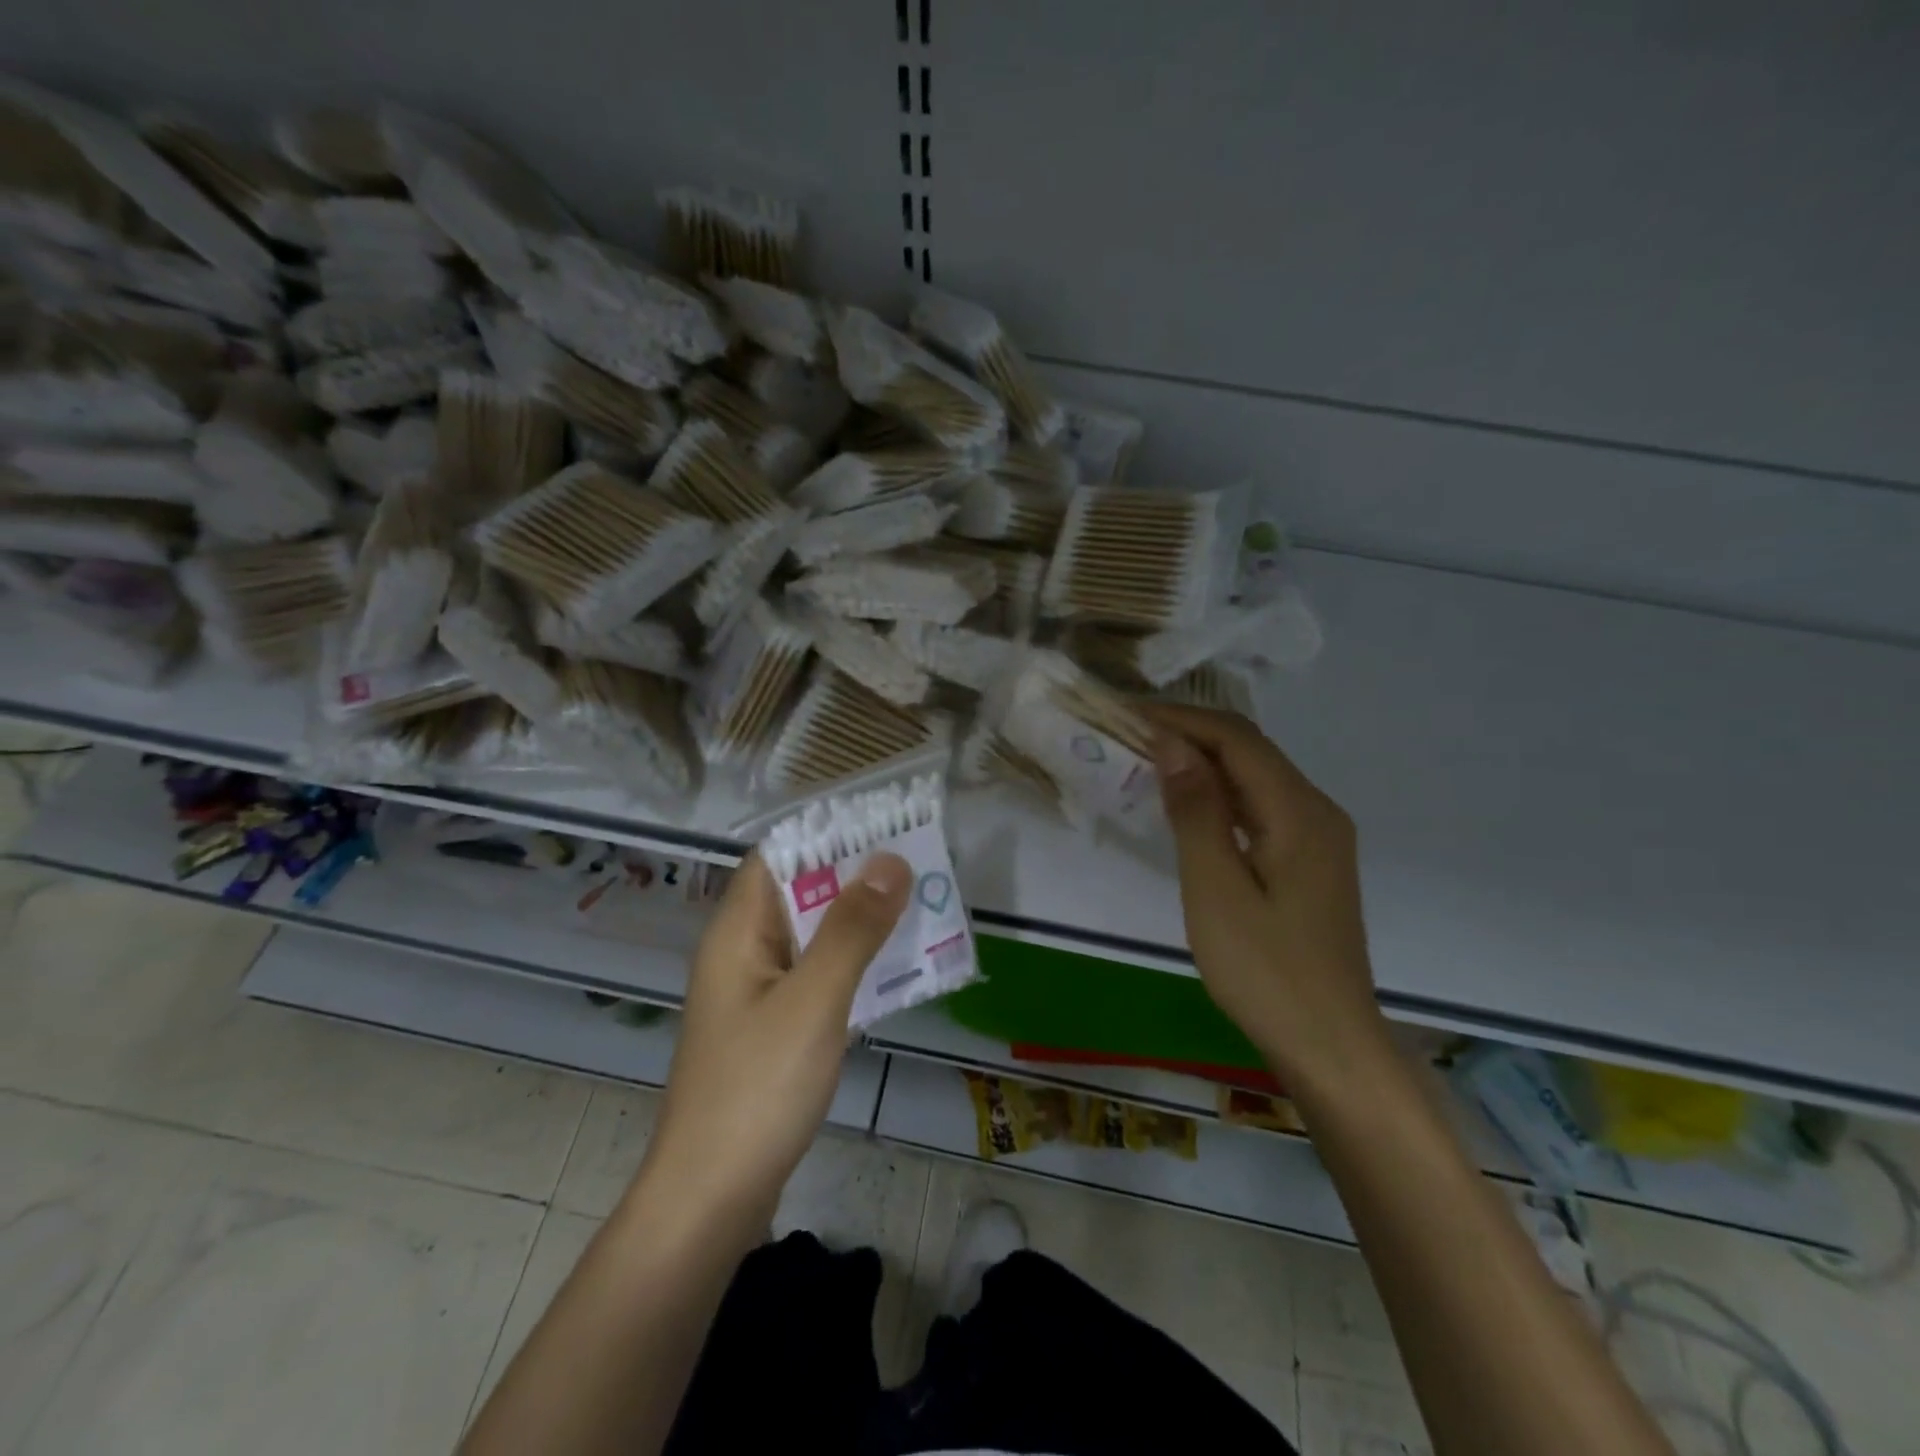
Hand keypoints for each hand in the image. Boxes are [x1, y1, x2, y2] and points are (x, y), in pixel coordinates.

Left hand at [636, 852, 910, 1232]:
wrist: (711, 1200)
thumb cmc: (757, 1089)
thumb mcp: (814, 1001)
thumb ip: (852, 929)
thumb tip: (890, 860)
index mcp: (737, 932)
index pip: (778, 856)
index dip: (826, 833)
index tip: (883, 821)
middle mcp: (742, 952)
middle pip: (799, 892)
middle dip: (854, 874)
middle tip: (917, 860)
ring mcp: (756, 992)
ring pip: (812, 935)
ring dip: (858, 919)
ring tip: (918, 903)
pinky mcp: (773, 1027)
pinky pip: (816, 975)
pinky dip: (852, 962)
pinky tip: (895, 967)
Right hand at [1146, 704, 1387, 1094]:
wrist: (1330, 1044)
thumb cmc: (1266, 971)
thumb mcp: (1216, 890)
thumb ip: (1196, 812)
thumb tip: (1173, 744)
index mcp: (1299, 812)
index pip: (1236, 739)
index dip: (1180, 719)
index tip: (1126, 714)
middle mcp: (1317, 810)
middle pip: (1250, 751)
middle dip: (1190, 733)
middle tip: (1129, 733)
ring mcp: (1319, 837)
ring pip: (1255, 777)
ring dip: (1203, 762)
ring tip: (1148, 759)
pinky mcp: (1310, 861)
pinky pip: (1261, 807)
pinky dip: (1220, 794)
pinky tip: (1189, 805)